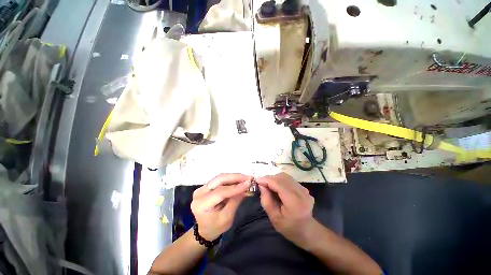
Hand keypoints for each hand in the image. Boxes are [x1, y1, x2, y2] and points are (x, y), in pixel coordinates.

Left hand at [191, 173, 251, 240]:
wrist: (204, 229)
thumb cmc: (215, 227)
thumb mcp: (227, 218)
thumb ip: (235, 201)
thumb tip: (245, 188)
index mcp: (201, 204)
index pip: (220, 192)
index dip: (235, 187)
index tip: (248, 183)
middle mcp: (199, 193)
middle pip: (219, 179)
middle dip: (235, 177)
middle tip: (248, 177)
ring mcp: (202, 188)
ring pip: (220, 177)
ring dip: (234, 177)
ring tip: (246, 178)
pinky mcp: (206, 186)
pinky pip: (220, 180)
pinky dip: (231, 179)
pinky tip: (239, 180)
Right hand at [257, 172, 315, 247]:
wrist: (307, 231)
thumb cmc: (289, 227)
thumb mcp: (274, 218)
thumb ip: (266, 200)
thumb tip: (261, 185)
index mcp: (294, 202)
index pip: (278, 184)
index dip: (266, 180)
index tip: (257, 181)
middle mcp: (301, 192)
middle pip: (282, 177)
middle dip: (270, 179)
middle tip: (262, 185)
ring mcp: (304, 189)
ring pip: (285, 176)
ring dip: (275, 179)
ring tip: (269, 187)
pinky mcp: (303, 187)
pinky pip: (289, 179)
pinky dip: (280, 180)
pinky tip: (277, 188)